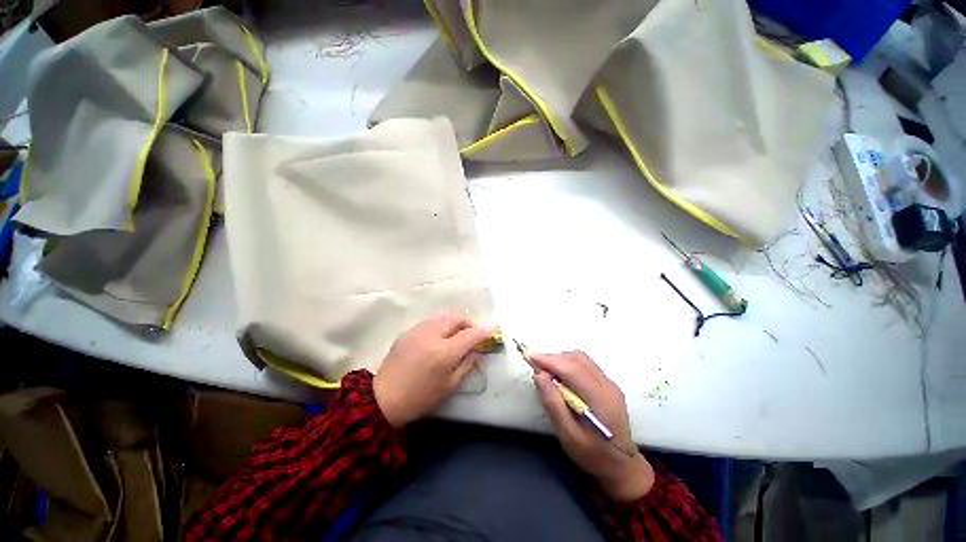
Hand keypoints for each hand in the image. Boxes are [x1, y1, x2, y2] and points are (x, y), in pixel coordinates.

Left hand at [374, 315, 493, 427]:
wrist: (383, 399)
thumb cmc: (420, 398)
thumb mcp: (450, 386)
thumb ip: (467, 364)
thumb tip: (477, 350)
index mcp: (444, 352)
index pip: (470, 334)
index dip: (484, 332)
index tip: (492, 333)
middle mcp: (432, 335)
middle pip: (457, 318)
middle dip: (469, 324)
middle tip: (473, 335)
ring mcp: (418, 330)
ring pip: (443, 316)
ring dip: (455, 323)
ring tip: (457, 335)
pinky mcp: (408, 331)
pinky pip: (431, 322)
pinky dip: (441, 325)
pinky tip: (439, 338)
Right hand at [531, 351, 654, 501]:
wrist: (622, 466)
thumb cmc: (593, 455)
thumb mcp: (568, 435)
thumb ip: (553, 404)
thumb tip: (539, 375)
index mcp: (600, 400)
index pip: (572, 369)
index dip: (549, 360)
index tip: (530, 357)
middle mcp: (608, 385)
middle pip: (577, 359)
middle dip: (553, 358)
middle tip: (535, 364)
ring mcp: (610, 383)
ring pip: (581, 358)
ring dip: (561, 359)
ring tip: (546, 370)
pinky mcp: (608, 384)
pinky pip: (586, 364)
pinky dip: (569, 364)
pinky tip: (561, 375)